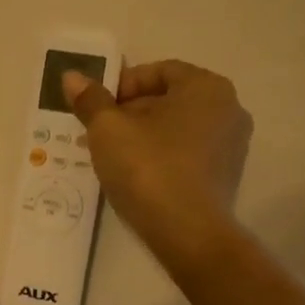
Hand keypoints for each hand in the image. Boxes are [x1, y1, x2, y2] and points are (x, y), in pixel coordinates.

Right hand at [62, 59, 251, 270]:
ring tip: (114, 157)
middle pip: (170, 99)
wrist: (187, 233)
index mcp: (206, 87)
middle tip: (99, 134)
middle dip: (131, 112)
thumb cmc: (148, 168)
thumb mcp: (108, 130)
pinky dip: (163, 158)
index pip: (159, 71)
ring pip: (178, 129)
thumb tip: (72, 76)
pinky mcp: (226, 177)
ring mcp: (232, 145)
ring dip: (145, 136)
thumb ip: (90, 100)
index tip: (98, 109)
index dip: (122, 85)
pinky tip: (138, 177)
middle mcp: (229, 109)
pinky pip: (188, 155)